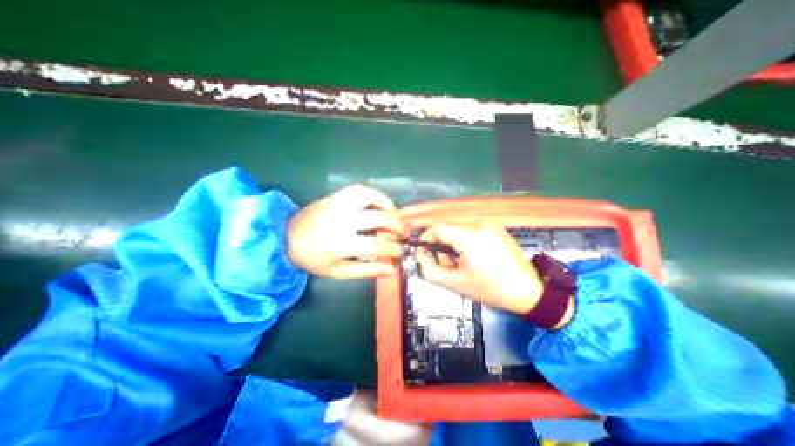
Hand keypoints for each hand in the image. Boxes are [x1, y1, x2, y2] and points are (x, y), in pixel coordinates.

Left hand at [288, 185, 405, 277]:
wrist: (288, 236)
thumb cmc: (314, 257)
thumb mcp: (339, 271)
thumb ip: (367, 270)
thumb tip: (392, 269)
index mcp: (339, 244)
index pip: (376, 245)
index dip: (393, 249)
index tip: (401, 251)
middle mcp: (341, 220)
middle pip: (378, 218)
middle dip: (397, 226)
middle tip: (404, 233)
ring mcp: (338, 204)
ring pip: (371, 198)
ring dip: (388, 206)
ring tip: (395, 216)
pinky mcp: (337, 196)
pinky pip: (361, 190)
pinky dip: (376, 196)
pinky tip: (381, 205)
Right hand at [413, 224, 543, 313]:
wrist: (529, 291)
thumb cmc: (490, 288)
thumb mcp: (455, 282)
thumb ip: (429, 269)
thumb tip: (420, 254)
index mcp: (470, 236)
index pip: (437, 227)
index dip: (426, 238)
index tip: (425, 253)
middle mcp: (479, 224)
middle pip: (447, 227)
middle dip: (440, 244)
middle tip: (447, 264)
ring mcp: (490, 224)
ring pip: (458, 228)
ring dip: (452, 243)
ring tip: (461, 263)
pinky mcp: (496, 228)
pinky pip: (471, 229)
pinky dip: (464, 241)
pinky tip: (473, 257)